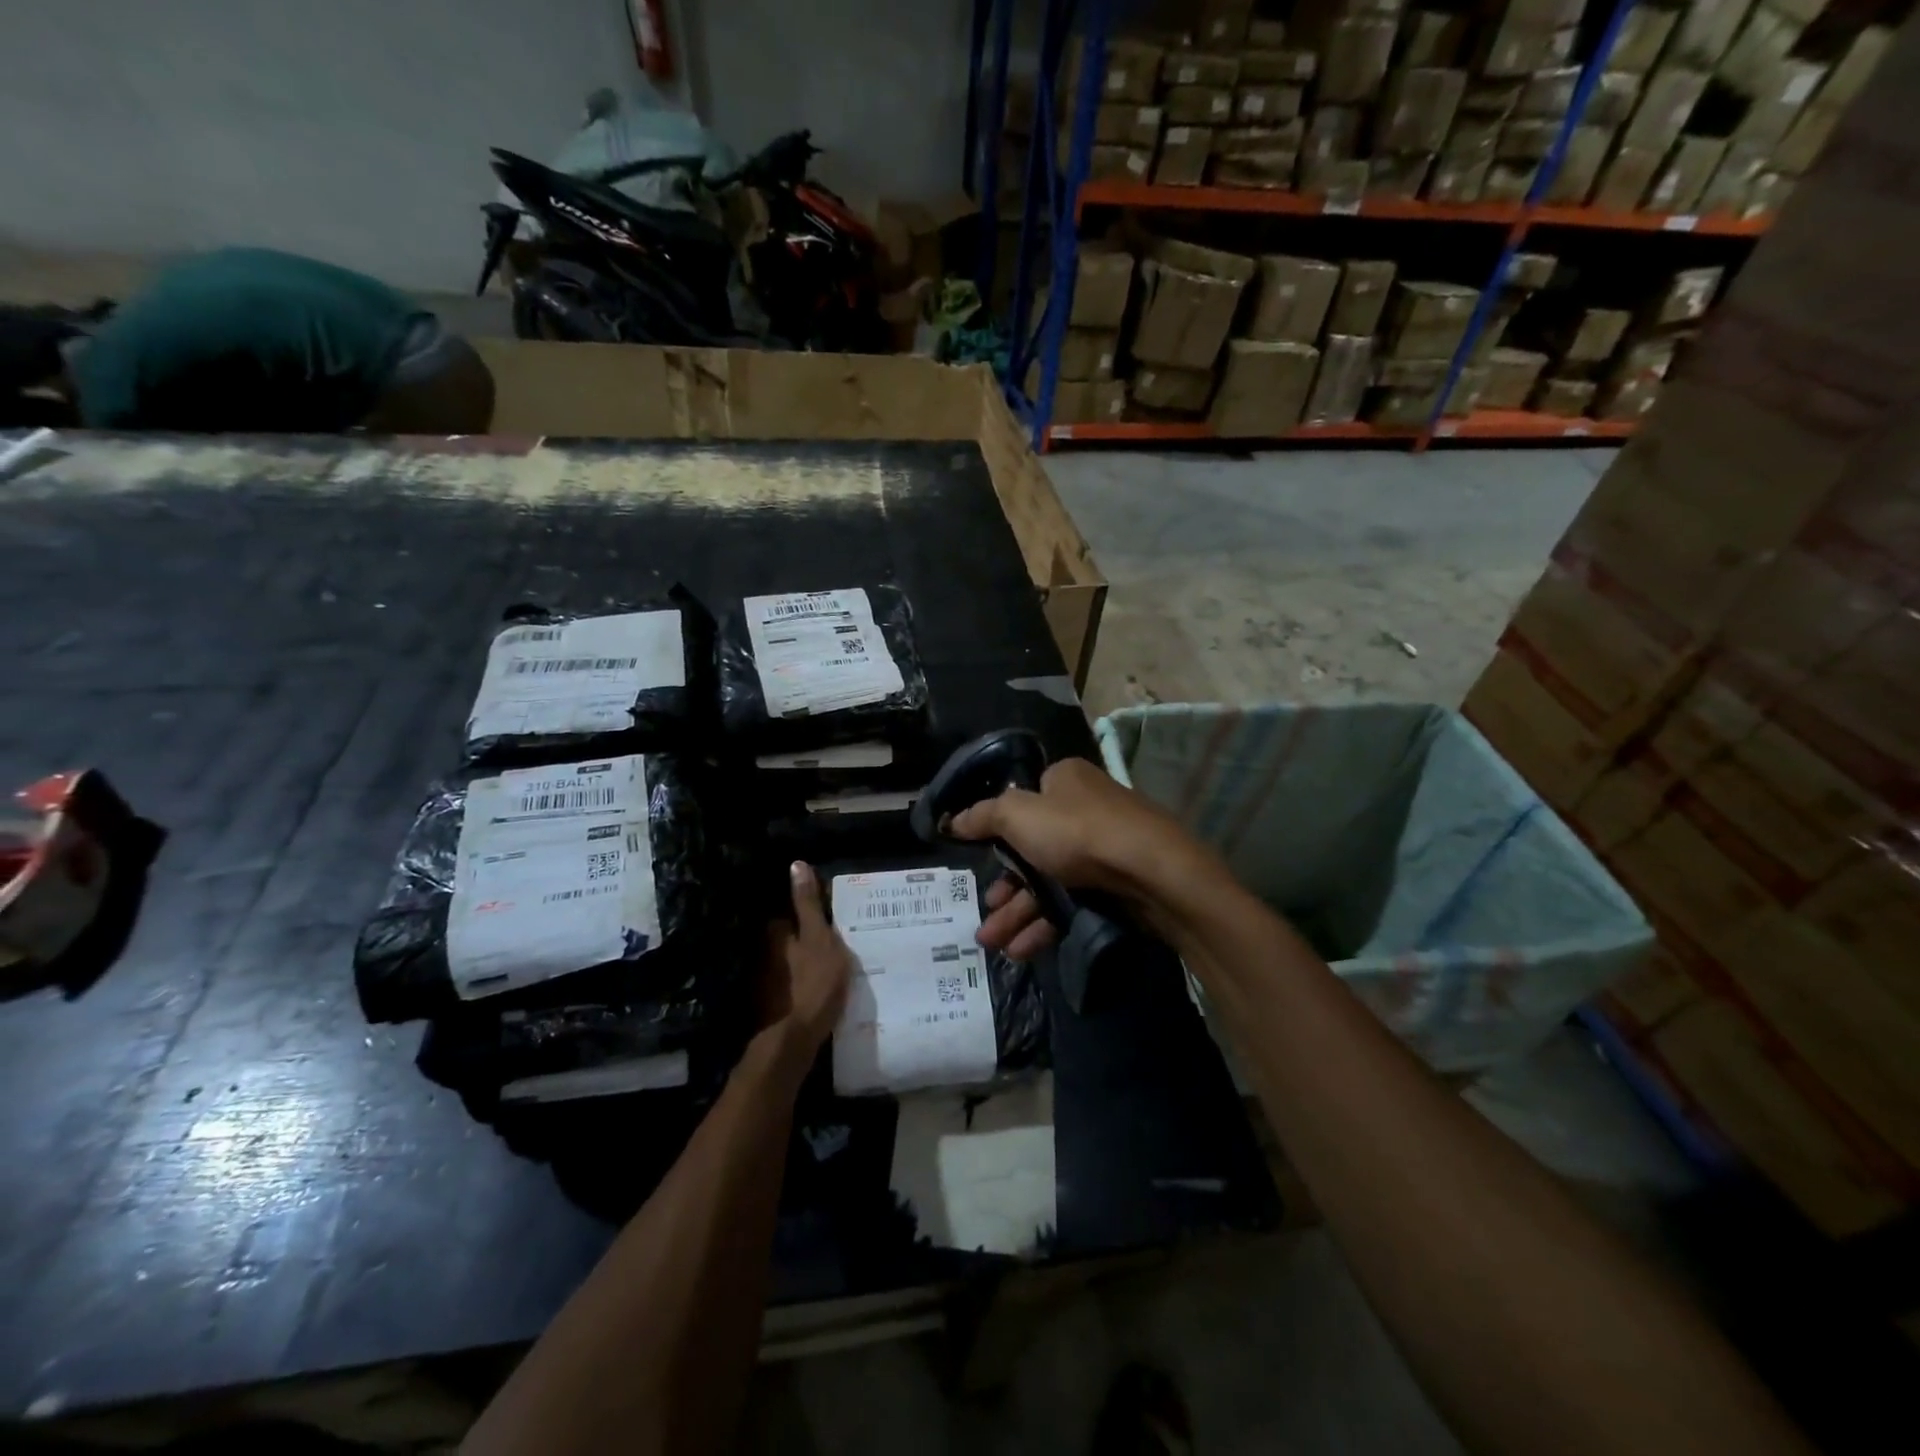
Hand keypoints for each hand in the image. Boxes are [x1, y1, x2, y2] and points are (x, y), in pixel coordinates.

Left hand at [760, 862, 853, 1055]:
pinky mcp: (772, 1005)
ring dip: (802, 959)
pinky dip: (800, 981)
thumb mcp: (819, 937)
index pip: (786, 912)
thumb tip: (796, 864)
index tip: (824, 910)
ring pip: (787, 961)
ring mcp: (766, 981)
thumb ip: (808, 904)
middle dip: (801, 936)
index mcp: (775, 934)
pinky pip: (789, 984)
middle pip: (785, 937)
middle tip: (831, 935)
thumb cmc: (813, 981)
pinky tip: (818, 986)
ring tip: (829, 960)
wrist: (795, 1038)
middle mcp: (764, 954)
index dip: (804, 909)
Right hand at [949, 758, 1206, 960]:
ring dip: (1018, 913)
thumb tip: (953, 820)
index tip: (979, 862)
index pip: (1022, 803)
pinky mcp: (1116, 884)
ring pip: (1050, 881)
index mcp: (1064, 781)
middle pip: (1032, 849)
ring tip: (992, 943)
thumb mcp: (1018, 816)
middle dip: (1004, 888)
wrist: (1152, 872)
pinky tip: (1023, 950)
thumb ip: (982, 817)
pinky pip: (1072, 902)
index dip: (997, 833)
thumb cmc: (1078, 832)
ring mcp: (1103, 848)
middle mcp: (1084, 808)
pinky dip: (1046, 924)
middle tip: (983, 916)